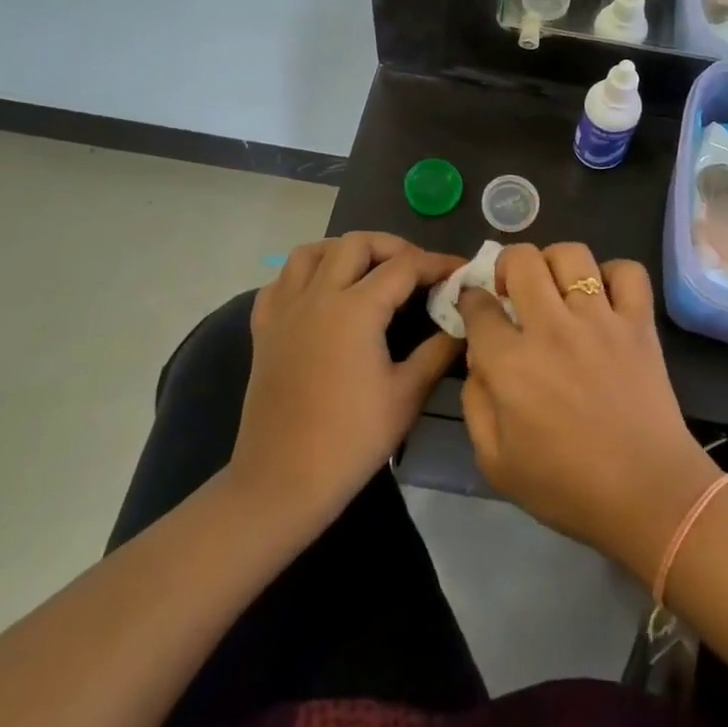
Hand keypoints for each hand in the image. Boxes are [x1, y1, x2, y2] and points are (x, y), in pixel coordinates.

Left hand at [231, 234, 463, 529]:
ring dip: (345, 251)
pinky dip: (305, 275)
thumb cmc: (351, 441)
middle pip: (357, 243)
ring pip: (312, 252)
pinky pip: (281, 281)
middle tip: (417, 271)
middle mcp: (318, 296)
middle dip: (393, 247)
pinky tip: (323, 295)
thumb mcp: (407, 395)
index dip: (438, 263)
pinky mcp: (264, 330)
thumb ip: (438, 350)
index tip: (461, 271)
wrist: (282, 483)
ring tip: (369, 272)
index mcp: (355, 309)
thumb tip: (463, 323)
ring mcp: (285, 310)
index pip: (405, 266)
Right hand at [458, 243, 722, 582]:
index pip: (479, 306)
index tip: (476, 308)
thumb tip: (478, 357)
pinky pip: (628, 271)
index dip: (471, 301)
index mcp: (511, 364)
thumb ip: (475, 403)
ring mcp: (600, 320)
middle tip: (513, 291)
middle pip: (521, 260)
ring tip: (555, 286)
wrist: (648, 496)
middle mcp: (552, 329)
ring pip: (571, 254)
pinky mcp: (639, 322)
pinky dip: (613, 274)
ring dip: (554, 262)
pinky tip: (603, 297)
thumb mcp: (495, 462)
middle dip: (507, 266)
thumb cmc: (567, 487)